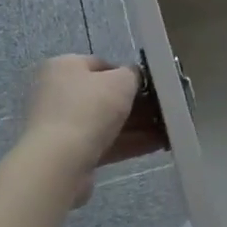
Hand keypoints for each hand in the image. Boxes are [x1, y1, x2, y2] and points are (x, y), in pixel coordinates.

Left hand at [22, 55, 163, 199]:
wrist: (60, 162)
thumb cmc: (89, 108)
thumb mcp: (121, 81)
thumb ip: (133, 74)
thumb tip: (134, 77)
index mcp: (64, 67)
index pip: (101, 64)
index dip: (128, 74)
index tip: (150, 86)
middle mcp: (58, 93)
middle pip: (104, 95)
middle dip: (135, 104)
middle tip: (162, 109)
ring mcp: (62, 125)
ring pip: (106, 121)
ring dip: (136, 125)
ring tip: (167, 129)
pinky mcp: (69, 153)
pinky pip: (104, 143)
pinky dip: (128, 143)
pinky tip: (157, 144)